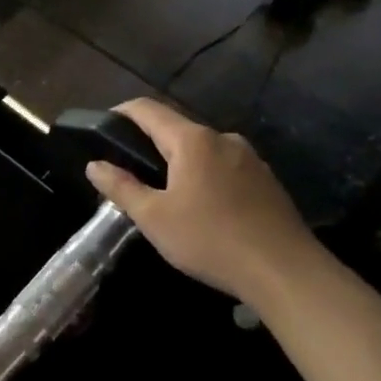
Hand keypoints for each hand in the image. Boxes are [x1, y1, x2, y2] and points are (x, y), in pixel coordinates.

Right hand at [83, 99, 328, 302]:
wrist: (285, 271)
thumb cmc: (211, 240)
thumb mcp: (154, 218)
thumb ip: (121, 187)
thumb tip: (95, 165)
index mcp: (192, 140)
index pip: (148, 109)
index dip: (122, 112)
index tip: (104, 126)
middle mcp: (223, 138)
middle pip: (177, 129)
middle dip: (150, 144)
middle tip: (130, 172)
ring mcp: (250, 158)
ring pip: (203, 150)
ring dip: (180, 163)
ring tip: (166, 194)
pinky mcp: (266, 180)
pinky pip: (225, 167)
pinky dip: (205, 176)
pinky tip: (203, 208)